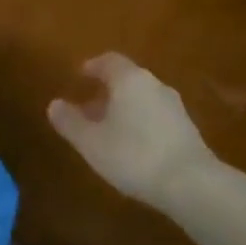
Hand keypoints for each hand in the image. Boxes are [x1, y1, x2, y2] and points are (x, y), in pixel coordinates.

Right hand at [47, 54, 245, 222]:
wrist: (191, 184)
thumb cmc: (133, 155)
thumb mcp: (90, 141)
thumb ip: (70, 122)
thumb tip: (54, 105)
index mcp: (129, 80)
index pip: (109, 61)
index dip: (92, 66)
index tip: (80, 75)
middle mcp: (154, 85)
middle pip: (127, 80)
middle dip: (106, 91)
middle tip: (87, 107)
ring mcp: (175, 107)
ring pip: (142, 99)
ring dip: (123, 108)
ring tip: (107, 129)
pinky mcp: (187, 129)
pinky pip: (156, 116)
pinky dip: (140, 122)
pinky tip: (132, 145)